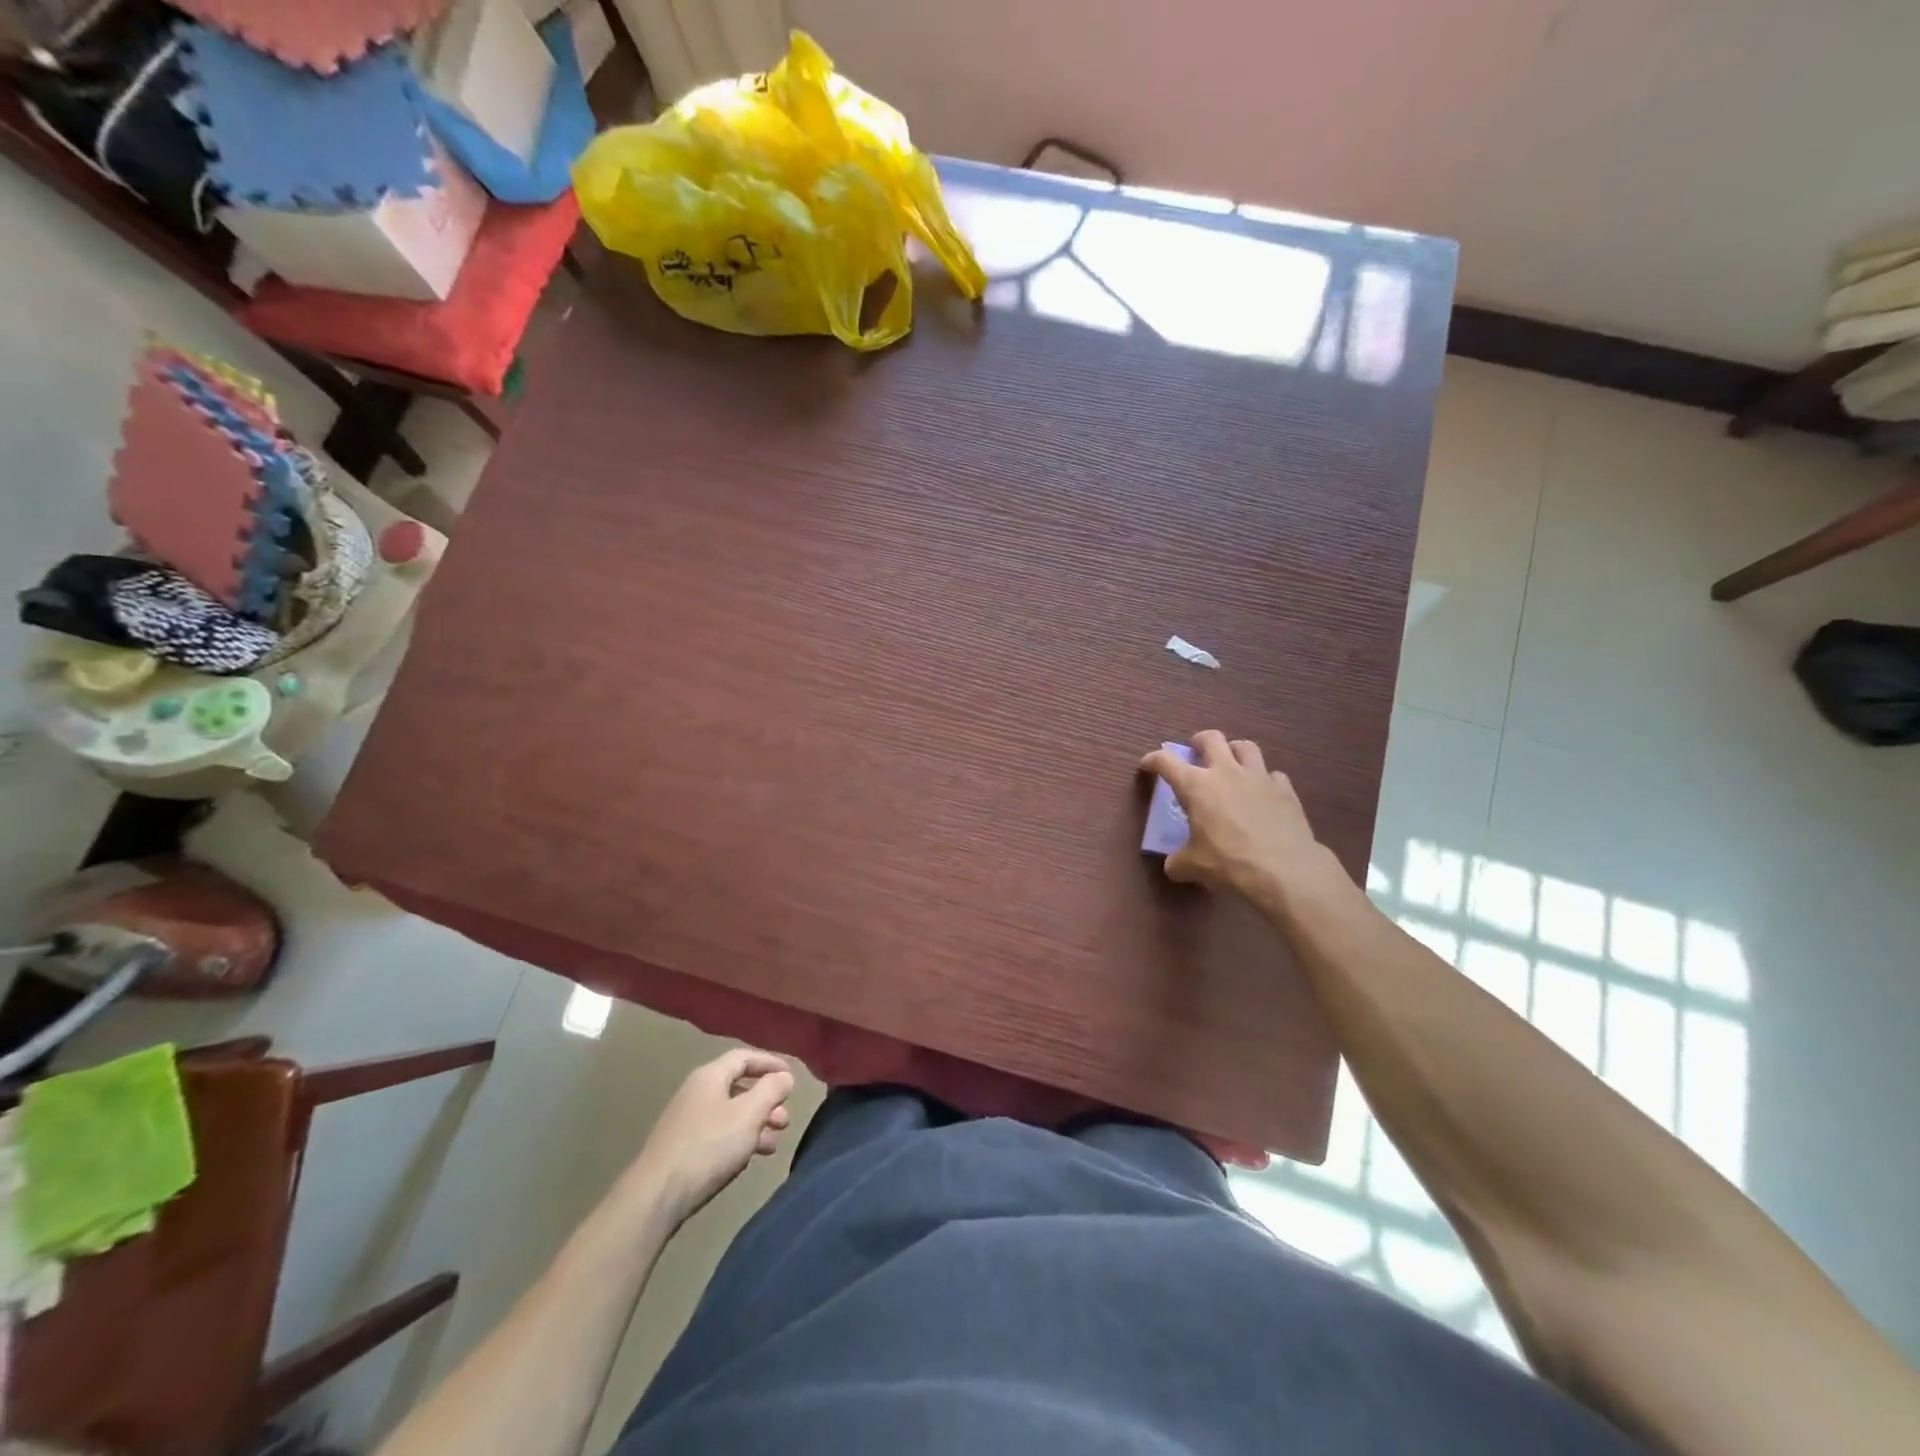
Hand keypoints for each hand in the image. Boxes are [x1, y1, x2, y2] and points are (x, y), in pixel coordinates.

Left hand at [631, 1049, 796, 1229]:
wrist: (656, 1196)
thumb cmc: (708, 1146)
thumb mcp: (749, 1114)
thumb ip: (771, 1090)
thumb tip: (784, 1076)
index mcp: (710, 1076)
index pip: (744, 1057)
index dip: (770, 1063)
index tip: (791, 1077)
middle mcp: (696, 1092)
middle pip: (739, 1087)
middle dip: (766, 1101)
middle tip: (785, 1119)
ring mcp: (687, 1121)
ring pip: (730, 1113)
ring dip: (756, 1124)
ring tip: (774, 1143)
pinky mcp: (683, 1148)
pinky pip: (719, 1133)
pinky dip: (739, 1139)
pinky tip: (751, 1157)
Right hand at [1139, 731, 1329, 900]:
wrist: (1284, 871)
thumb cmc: (1229, 863)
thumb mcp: (1193, 867)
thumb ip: (1178, 861)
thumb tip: (1174, 865)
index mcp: (1196, 786)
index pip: (1165, 761)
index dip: (1153, 760)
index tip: (1148, 765)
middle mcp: (1226, 772)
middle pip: (1211, 738)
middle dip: (1199, 742)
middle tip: (1196, 754)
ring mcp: (1259, 777)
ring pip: (1245, 746)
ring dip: (1234, 752)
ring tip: (1232, 765)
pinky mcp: (1285, 789)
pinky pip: (1273, 774)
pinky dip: (1265, 780)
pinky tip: (1263, 794)